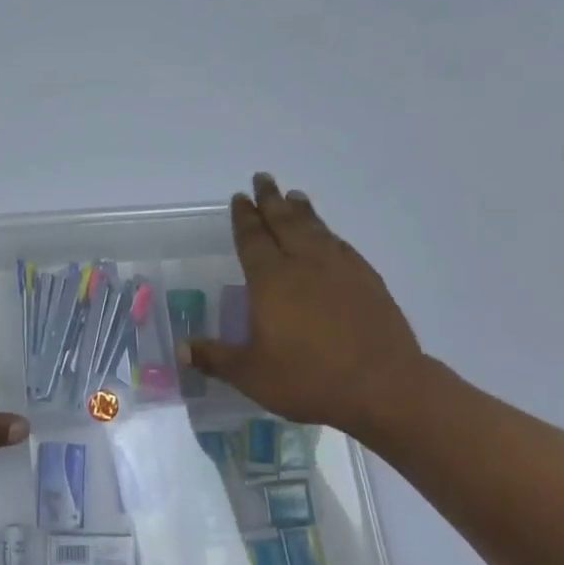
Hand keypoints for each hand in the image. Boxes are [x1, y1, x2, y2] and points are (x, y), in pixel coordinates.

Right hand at [183, 174, 430, 437]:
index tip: (240, 197)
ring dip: (302, 211)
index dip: (244, 217)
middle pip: (285, 222)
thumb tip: (180, 350)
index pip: (253, 239)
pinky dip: (330, 234)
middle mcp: (304, 265)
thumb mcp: (251, 374)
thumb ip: (215, 358)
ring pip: (316, 229)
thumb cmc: (308, 378)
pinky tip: (329, 236)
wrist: (383, 386)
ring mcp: (340, 269)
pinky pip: (342, 246)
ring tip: (294, 196)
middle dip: (271, 200)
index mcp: (271, 281)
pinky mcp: (368, 281)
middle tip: (263, 178)